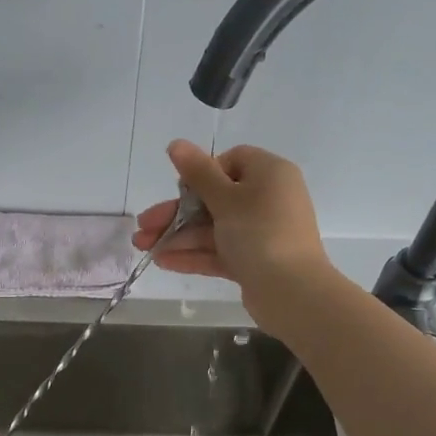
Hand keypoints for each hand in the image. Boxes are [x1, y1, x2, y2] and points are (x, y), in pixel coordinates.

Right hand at [133, 140, 333, 324]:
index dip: (202, 173)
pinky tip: (162, 261)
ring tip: (142, 247)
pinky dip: (194, 254)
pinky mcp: (254, 260)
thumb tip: (176, 143)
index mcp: (269, 174)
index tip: (181, 189)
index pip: (231, 162)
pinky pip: (220, 251)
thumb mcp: (225, 198)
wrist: (293, 292)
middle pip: (214, 198)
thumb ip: (198, 172)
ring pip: (213, 228)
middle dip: (176, 212)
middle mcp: (267, 199)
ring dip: (178, 235)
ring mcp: (261, 232)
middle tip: (144, 225)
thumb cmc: (260, 233)